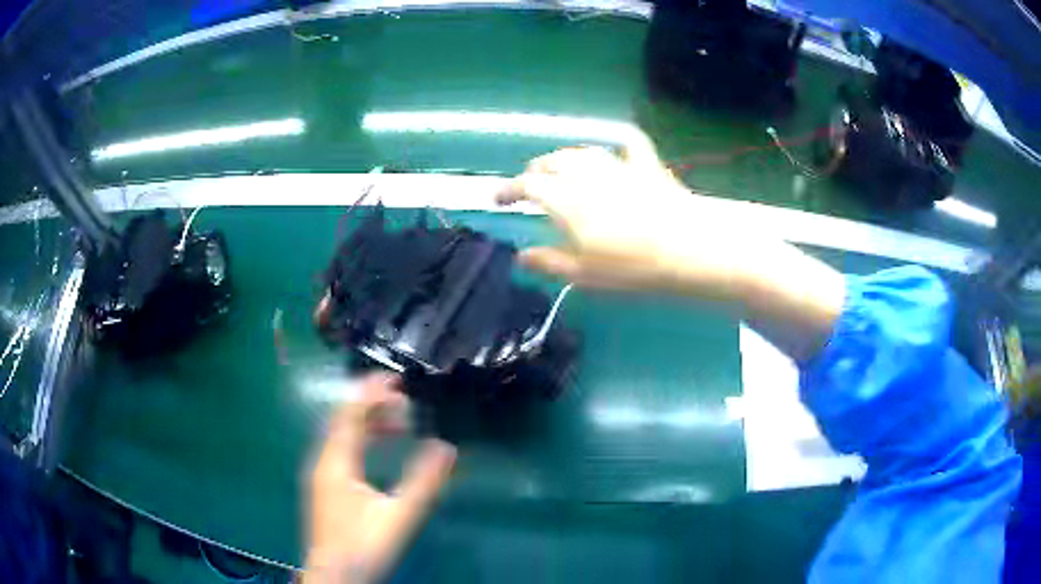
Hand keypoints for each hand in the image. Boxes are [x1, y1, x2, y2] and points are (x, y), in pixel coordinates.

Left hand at [304, 373, 455, 582]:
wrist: (334, 576)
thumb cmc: (363, 546)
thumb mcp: (399, 516)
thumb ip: (423, 483)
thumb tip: (447, 447)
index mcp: (335, 462)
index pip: (349, 413)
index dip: (370, 391)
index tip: (397, 379)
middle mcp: (323, 461)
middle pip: (343, 420)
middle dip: (372, 404)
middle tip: (405, 400)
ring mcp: (321, 474)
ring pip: (342, 435)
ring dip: (368, 423)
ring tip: (399, 423)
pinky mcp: (325, 486)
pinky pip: (342, 449)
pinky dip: (361, 440)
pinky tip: (379, 450)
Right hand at [494, 142, 745, 298]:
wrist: (685, 247)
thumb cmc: (630, 267)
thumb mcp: (583, 274)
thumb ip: (548, 262)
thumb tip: (520, 256)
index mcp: (564, 199)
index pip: (526, 185)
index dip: (508, 190)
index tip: (497, 199)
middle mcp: (585, 174)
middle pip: (552, 162)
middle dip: (535, 171)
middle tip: (529, 184)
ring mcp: (617, 166)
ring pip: (582, 152)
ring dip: (565, 157)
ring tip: (560, 167)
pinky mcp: (646, 166)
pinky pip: (628, 144)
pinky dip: (617, 144)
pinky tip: (615, 148)